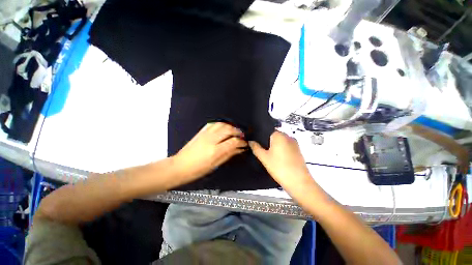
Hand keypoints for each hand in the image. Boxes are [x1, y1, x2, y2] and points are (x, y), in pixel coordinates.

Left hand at [174, 122, 246, 179]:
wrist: (180, 166)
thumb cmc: (198, 169)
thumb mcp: (216, 164)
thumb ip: (229, 154)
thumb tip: (240, 149)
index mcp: (215, 150)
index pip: (233, 141)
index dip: (242, 142)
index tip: (245, 143)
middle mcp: (211, 139)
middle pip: (229, 129)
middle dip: (238, 132)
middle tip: (242, 136)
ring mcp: (205, 134)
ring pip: (222, 124)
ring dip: (231, 126)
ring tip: (234, 131)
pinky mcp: (201, 131)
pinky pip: (214, 123)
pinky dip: (222, 124)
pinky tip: (224, 128)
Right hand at [249, 131, 314, 193]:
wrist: (299, 182)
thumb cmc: (280, 168)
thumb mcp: (264, 158)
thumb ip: (256, 148)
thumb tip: (251, 141)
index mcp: (279, 135)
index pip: (267, 130)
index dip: (260, 135)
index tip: (255, 141)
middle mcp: (288, 136)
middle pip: (274, 135)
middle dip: (266, 141)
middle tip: (260, 149)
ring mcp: (294, 143)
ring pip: (280, 141)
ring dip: (273, 145)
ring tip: (268, 154)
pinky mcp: (298, 150)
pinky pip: (286, 146)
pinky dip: (280, 149)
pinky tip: (277, 157)